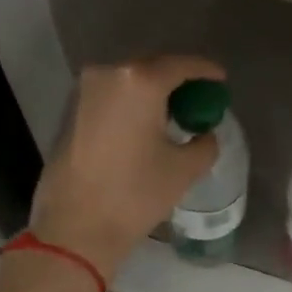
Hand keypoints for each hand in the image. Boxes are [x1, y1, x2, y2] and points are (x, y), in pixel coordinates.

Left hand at [28, 57, 224, 279]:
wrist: (76, 226)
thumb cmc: (135, 194)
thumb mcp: (184, 170)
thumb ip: (204, 144)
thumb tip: (205, 134)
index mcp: (140, 82)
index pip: (181, 65)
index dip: (205, 71)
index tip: (221, 81)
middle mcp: (108, 74)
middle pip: (152, 69)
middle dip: (178, 81)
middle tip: (199, 100)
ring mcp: (84, 92)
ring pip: (129, 83)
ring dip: (152, 94)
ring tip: (173, 115)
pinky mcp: (71, 112)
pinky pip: (111, 97)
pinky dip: (132, 105)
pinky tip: (145, 126)